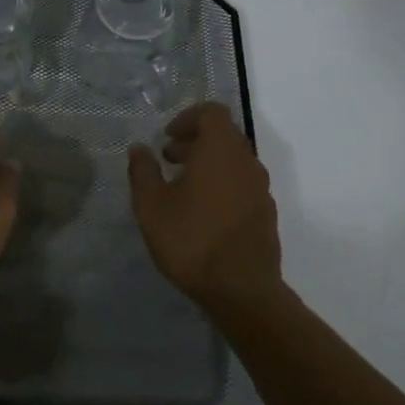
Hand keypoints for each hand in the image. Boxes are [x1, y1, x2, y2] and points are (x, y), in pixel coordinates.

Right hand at [128, 102, 280, 309]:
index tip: (166, 138)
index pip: (212, 112)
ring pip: (234, 160)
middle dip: (194, 141)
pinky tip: (201, 211)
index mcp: (220, 151)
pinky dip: (221, 183)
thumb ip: (143, 171)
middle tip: (168, 159)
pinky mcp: (265, 213)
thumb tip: (139, 148)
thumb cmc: (191, 240)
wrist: (241, 291)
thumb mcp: (151, 205)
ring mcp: (261, 189)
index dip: (187, 118)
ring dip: (208, 163)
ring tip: (181, 186)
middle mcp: (246, 163)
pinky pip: (242, 183)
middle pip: (224, 135)